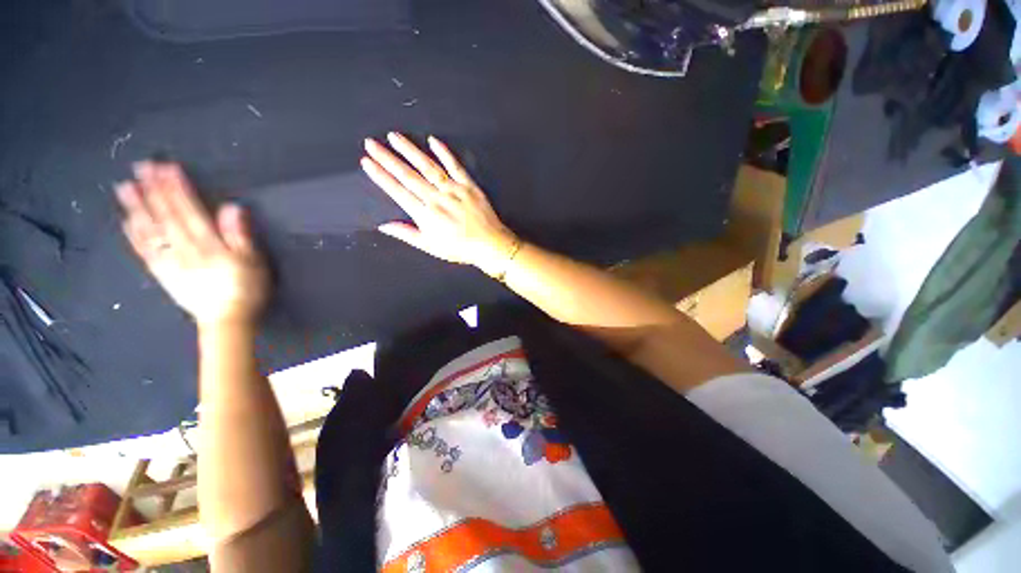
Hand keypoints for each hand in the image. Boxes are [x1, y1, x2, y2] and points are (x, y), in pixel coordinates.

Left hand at [116, 161, 268, 328]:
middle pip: (167, 216)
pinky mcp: (163, 274)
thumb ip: (241, 236)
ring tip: (125, 187)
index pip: (190, 211)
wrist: (227, 320)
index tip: (167, 167)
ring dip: (138, 208)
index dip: (178, 188)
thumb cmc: (247, 288)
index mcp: (209, 244)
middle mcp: (185, 249)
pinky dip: (135, 236)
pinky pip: (146, 252)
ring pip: (151, 231)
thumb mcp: (254, 262)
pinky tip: (127, 221)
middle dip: (154, 191)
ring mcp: (170, 261)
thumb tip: (232, 208)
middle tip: (141, 167)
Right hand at [361, 133, 517, 275]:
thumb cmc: (460, 248)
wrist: (490, 245)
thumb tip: (383, 226)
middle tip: (371, 143)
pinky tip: (433, 140)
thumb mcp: (431, 247)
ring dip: (410, 150)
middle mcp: (437, 198)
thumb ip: (407, 234)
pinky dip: (444, 153)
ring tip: (394, 137)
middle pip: (409, 175)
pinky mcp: (469, 186)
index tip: (367, 162)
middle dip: (388, 158)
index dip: (381, 176)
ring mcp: (454, 190)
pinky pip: (455, 166)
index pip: (398, 191)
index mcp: (426, 215)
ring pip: (428, 166)